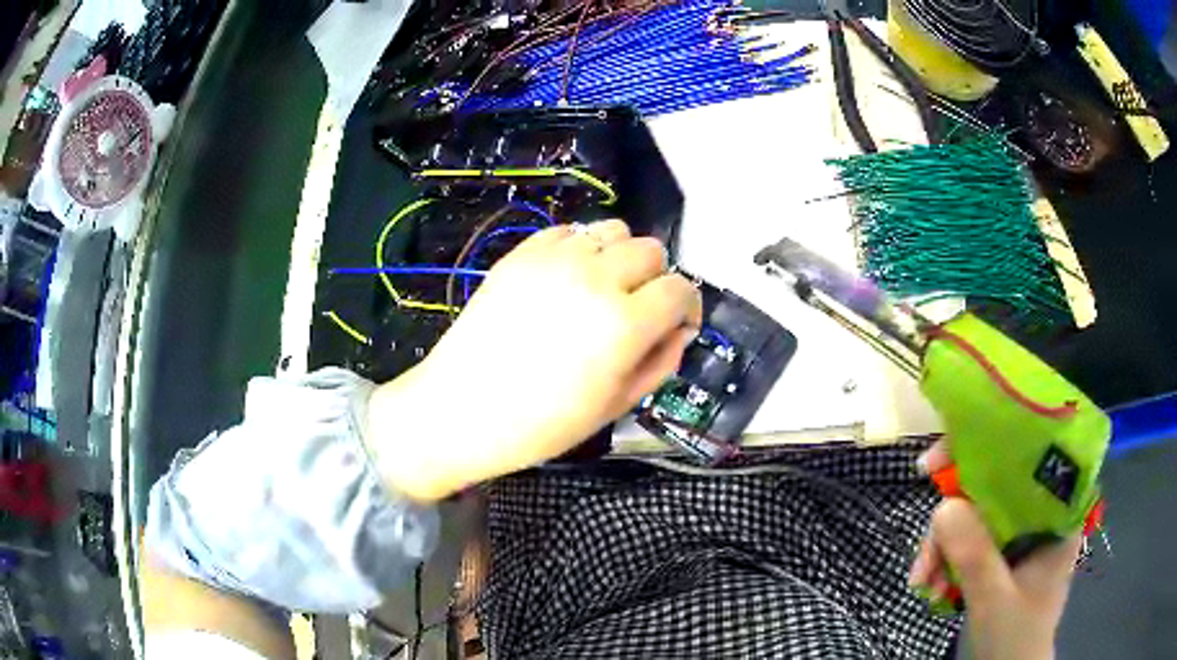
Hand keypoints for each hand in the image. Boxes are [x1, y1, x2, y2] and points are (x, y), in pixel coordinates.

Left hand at [367, 220, 702, 501]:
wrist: (461, 410)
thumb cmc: (542, 424)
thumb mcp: (616, 406)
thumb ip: (661, 362)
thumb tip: (680, 330)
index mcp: (624, 323)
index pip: (680, 289)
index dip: (687, 307)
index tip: (676, 324)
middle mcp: (595, 278)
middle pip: (650, 250)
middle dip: (655, 279)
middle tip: (638, 310)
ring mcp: (554, 260)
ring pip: (612, 230)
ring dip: (619, 257)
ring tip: (602, 289)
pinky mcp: (521, 254)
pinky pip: (568, 232)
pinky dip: (579, 249)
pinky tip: (566, 281)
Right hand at [910, 442, 1080, 659]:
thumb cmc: (1016, 637)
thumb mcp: (995, 599)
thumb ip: (975, 556)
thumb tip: (942, 506)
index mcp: (1056, 512)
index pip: (1025, 459)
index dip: (983, 451)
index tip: (937, 464)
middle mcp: (1039, 515)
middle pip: (991, 490)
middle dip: (952, 520)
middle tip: (923, 551)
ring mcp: (1019, 537)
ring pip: (975, 518)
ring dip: (943, 548)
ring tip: (923, 584)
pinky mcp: (1001, 556)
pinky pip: (969, 543)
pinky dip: (946, 562)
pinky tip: (931, 588)